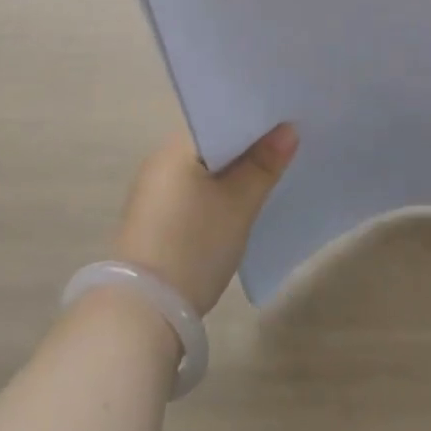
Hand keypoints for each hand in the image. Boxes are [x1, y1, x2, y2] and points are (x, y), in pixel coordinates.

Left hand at [111, 125, 297, 314]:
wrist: (142, 314)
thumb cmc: (193, 245)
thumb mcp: (238, 204)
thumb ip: (264, 164)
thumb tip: (289, 129)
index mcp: (176, 146)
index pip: (221, 116)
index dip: (255, 119)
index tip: (287, 120)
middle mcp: (160, 160)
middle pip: (214, 143)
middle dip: (248, 146)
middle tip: (287, 145)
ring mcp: (154, 191)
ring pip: (205, 169)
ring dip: (233, 172)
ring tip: (270, 172)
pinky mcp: (154, 220)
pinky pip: (194, 191)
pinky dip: (217, 192)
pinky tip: (240, 203)